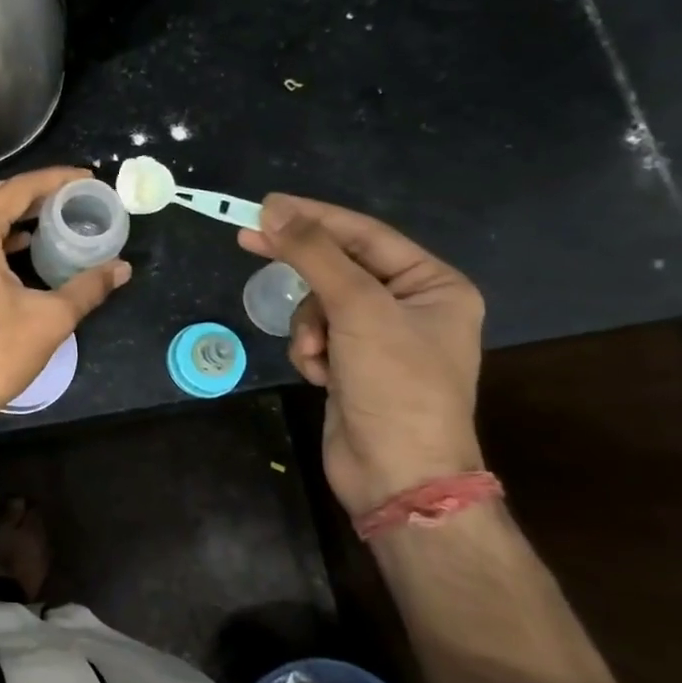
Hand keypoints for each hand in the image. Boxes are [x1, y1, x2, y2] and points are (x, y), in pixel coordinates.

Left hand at [0, 167, 130, 438]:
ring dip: (15, 214)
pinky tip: (22, 247)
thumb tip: (122, 268)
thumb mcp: (49, 319)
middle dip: (36, 192)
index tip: (88, 178)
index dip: (56, 180)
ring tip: (55, 218)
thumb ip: (88, 287)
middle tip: (75, 197)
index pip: (19, 188)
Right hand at [239, 195, 484, 517]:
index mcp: (433, 285)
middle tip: (248, 239)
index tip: (265, 205)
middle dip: (303, 271)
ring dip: (309, 326)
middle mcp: (411, 307)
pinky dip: (311, 351)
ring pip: (321, 305)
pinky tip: (319, 375)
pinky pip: (318, 336)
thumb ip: (314, 254)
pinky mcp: (355, 366)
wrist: (398, 476)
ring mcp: (381, 339)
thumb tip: (274, 208)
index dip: (313, 217)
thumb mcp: (357, 308)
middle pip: (340, 268)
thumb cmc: (395, 384)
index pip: (365, 235)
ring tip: (316, 354)